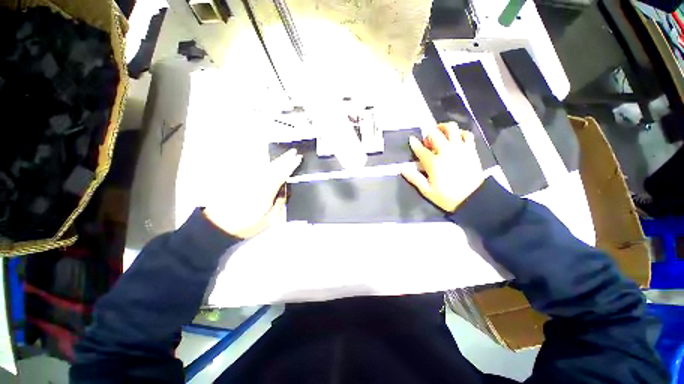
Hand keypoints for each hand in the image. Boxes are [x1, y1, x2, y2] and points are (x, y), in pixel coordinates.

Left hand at [203, 149, 302, 238]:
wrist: (218, 225)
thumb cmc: (246, 224)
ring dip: (276, 161)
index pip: (282, 174)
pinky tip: (269, 165)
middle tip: (293, 152)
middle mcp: (257, 181)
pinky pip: (257, 169)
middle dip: (284, 159)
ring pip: (265, 166)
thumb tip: (284, 190)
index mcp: (265, 191)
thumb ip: (279, 203)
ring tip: (284, 157)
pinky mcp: (241, 180)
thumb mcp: (269, 219)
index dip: (291, 166)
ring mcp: (248, 179)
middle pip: (274, 167)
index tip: (298, 158)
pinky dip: (266, 166)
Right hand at [402, 123, 484, 211]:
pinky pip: (467, 134)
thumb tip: (402, 168)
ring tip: (440, 133)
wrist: (474, 199)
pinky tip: (456, 138)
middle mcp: (446, 151)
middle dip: (428, 133)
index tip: (412, 140)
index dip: (414, 143)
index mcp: (434, 162)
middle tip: (427, 141)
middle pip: (435, 133)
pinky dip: (460, 133)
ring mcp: (460, 148)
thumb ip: (414, 178)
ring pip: (452, 128)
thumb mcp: (427, 190)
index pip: (421, 149)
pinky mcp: (471, 150)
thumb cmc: (447, 196)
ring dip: (443, 128)